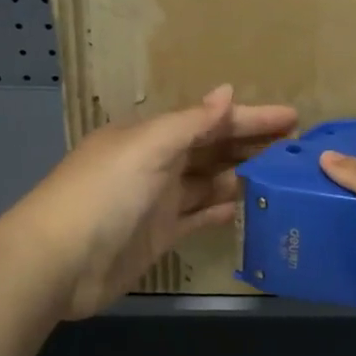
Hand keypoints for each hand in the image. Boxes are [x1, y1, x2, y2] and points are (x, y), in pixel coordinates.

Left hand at [16, 86, 296, 318]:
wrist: (59, 262)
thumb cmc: (104, 193)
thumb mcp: (148, 147)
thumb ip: (191, 123)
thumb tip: (227, 93)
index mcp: (151, 135)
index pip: (210, 120)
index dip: (250, 117)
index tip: (292, 117)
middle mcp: (156, 163)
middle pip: (212, 149)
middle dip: (250, 144)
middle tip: (296, 146)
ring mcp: (159, 201)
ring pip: (209, 182)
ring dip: (241, 176)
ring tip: (283, 176)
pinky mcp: (160, 235)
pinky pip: (199, 216)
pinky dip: (221, 210)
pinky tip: (249, 207)